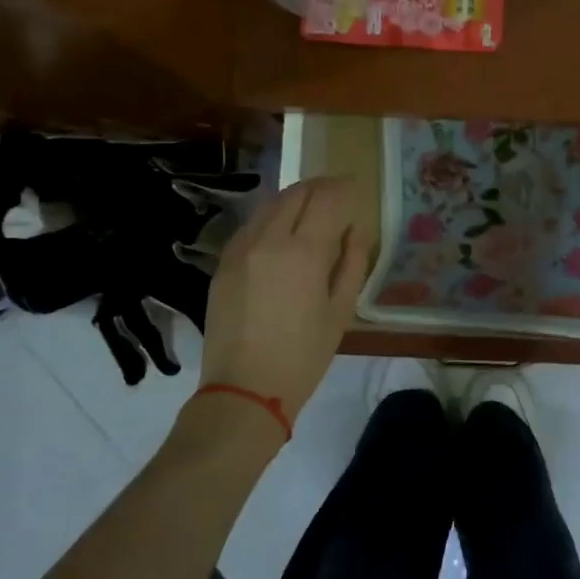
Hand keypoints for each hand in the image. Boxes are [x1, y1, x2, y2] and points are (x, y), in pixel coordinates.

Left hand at [198, 177, 369, 420]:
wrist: (244, 391)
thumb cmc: (303, 356)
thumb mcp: (340, 311)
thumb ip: (352, 261)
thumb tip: (355, 228)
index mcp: (304, 251)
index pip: (327, 198)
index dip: (344, 187)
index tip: (356, 187)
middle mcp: (269, 239)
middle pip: (297, 192)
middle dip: (320, 187)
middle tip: (337, 193)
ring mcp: (241, 248)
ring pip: (270, 204)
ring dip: (295, 198)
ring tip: (312, 209)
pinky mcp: (223, 262)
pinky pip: (251, 225)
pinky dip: (272, 218)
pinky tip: (282, 232)